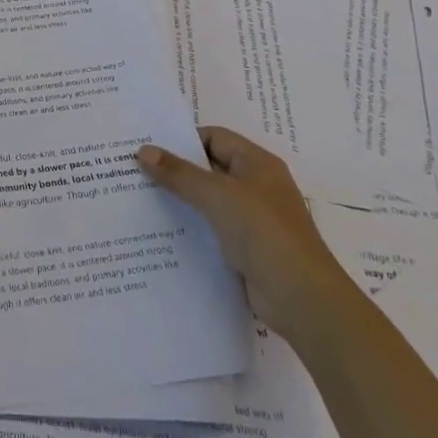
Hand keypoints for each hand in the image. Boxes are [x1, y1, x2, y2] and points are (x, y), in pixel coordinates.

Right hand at [137, 128, 352, 339]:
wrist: (302, 299)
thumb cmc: (263, 232)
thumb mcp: (217, 195)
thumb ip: (179, 173)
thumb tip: (143, 150)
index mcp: (257, 164)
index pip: (214, 137)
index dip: (183, 140)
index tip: (149, 148)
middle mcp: (257, 187)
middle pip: (210, 169)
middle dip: (176, 170)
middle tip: (136, 171)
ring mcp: (254, 220)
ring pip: (209, 201)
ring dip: (181, 201)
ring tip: (142, 200)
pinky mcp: (248, 250)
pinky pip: (213, 229)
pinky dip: (191, 228)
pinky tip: (163, 232)